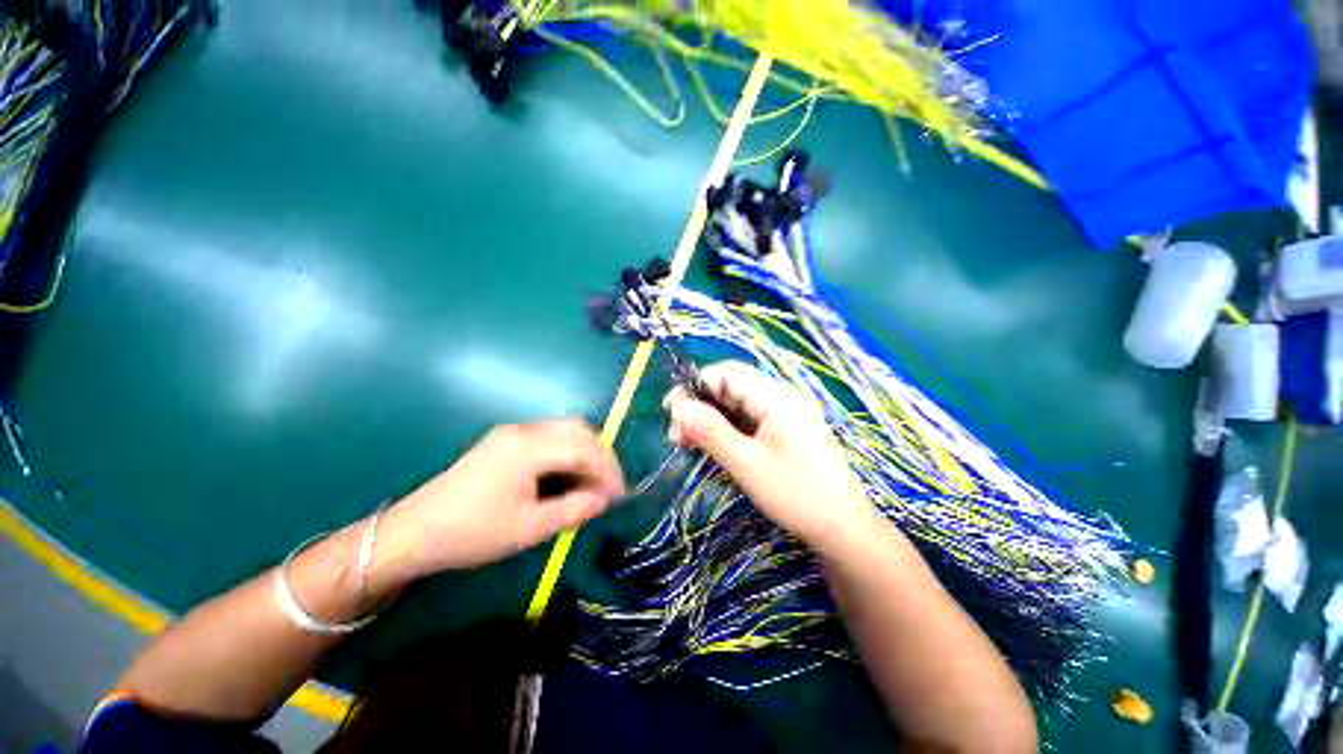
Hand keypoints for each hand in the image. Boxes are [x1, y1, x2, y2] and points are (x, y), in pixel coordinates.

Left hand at [371, 420, 624, 586]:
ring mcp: (513, 432)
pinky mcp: (505, 440)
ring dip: (586, 452)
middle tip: (608, 487)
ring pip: (566, 429)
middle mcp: (523, 430)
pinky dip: (568, 452)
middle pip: (579, 429)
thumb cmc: (471, 533)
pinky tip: (568, 475)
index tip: (620, 495)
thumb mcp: (527, 529)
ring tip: (592, 483)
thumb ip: (573, 510)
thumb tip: (605, 500)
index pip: (584, 449)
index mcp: (527, 448)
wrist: (412, 532)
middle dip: (601, 456)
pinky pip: (550, 436)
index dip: (608, 470)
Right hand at [665, 361, 879, 553]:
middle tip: (676, 435)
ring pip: (737, 406)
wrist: (843, 528)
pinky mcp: (784, 432)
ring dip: (710, 419)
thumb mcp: (746, 462)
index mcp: (776, 397)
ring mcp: (784, 415)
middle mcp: (781, 398)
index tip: (670, 410)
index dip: (696, 386)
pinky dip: (726, 430)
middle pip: (731, 388)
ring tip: (686, 443)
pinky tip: (712, 446)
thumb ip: (710, 430)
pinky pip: (749, 421)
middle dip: (700, 406)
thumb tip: (677, 407)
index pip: (728, 373)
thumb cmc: (796, 494)